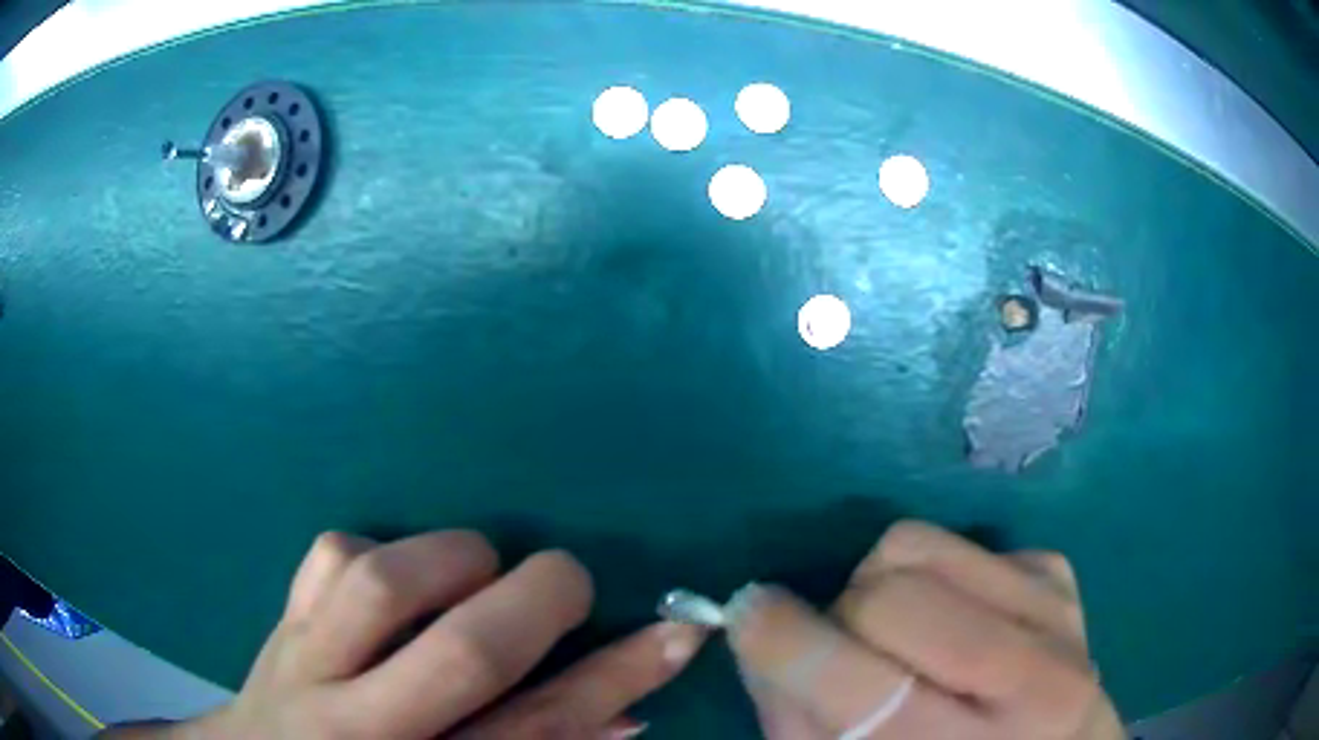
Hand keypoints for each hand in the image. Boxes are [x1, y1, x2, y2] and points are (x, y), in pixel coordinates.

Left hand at [103, 531, 706, 738]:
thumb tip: (627, 712)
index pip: (540, 731)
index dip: (617, 678)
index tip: (680, 630)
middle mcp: (363, 729)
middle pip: (460, 659)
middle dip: (536, 602)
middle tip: (570, 579)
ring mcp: (306, 667)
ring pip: (377, 588)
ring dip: (447, 561)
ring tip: (477, 568)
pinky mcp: (279, 621)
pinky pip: (325, 557)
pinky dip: (372, 548)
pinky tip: (392, 573)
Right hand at [727, 521, 1123, 739]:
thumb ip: (798, 720)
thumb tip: (761, 634)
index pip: (862, 687)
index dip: (783, 643)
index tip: (746, 615)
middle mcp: (1032, 679)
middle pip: (890, 594)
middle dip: (839, 618)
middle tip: (843, 653)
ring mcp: (1055, 612)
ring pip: (919, 545)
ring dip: (879, 587)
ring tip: (896, 636)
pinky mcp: (1058, 574)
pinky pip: (959, 543)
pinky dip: (930, 577)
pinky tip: (951, 623)